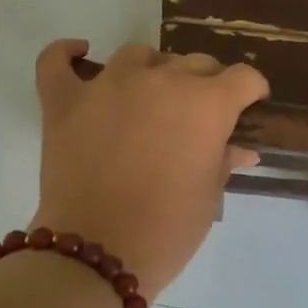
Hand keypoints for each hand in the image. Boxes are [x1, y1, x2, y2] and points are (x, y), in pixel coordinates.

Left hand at [32, 40, 267, 297]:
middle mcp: (161, 80)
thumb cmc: (168, 229)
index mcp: (206, 103)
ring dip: (153, 69)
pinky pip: (57, 62)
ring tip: (151, 95)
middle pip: (195, 63)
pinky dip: (66, 54)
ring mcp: (108, 85)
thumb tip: (242, 149)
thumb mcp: (208, 197)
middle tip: (200, 116)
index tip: (249, 106)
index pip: (242, 77)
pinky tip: (81, 53)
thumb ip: (224, 161)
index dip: (251, 91)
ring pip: (139, 55)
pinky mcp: (65, 101)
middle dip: (207, 83)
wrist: (97, 253)